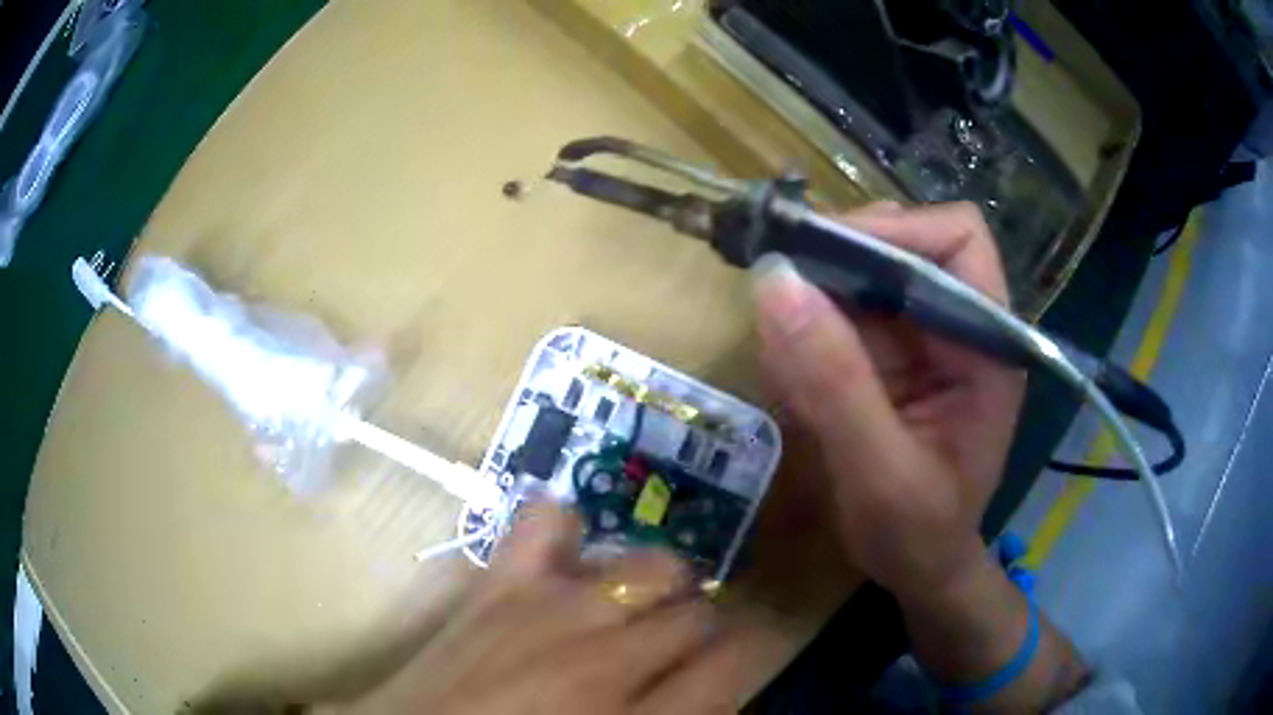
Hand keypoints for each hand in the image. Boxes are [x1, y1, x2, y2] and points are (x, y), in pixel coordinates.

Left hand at [338, 502, 722, 714]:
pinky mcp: (497, 584)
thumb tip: (715, 689)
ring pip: (648, 565)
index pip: (739, 660)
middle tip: (682, 647)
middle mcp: (607, 657)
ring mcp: (549, 610)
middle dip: (705, 627)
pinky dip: (566, 527)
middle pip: (696, 614)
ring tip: (636, 608)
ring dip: (657, 586)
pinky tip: (570, 554)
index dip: (756, 649)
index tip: (749, 651)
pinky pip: (544, 522)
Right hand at [752, 202, 1024, 597]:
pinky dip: (804, 336)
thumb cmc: (918, 536)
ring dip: (812, 304)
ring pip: (860, 274)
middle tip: (779, 304)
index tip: (823, 259)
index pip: (955, 239)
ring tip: (787, 370)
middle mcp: (958, 324)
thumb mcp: (880, 473)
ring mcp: (921, 337)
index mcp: (986, 343)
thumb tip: (774, 281)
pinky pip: (838, 314)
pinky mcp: (889, 355)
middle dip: (836, 264)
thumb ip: (835, 382)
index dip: (894, 231)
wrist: (920, 572)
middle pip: (899, 242)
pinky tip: (793, 387)